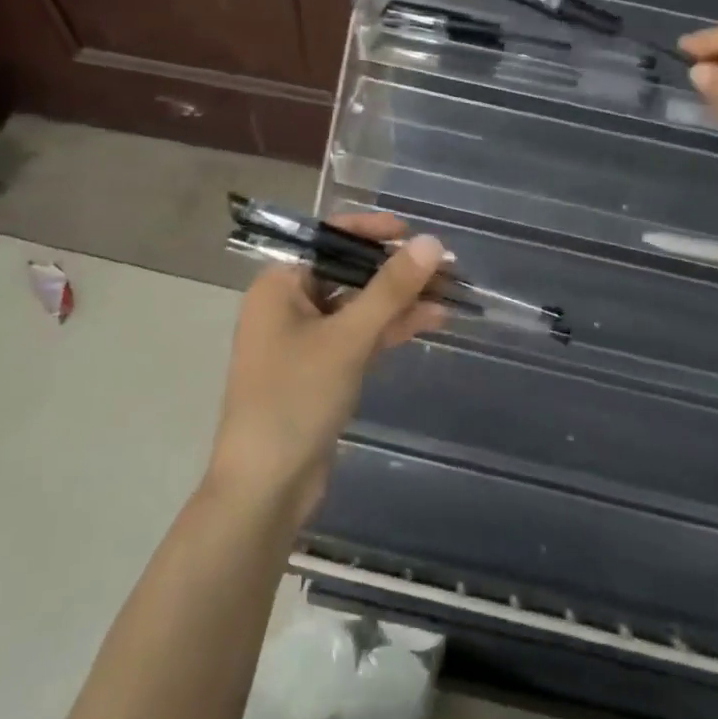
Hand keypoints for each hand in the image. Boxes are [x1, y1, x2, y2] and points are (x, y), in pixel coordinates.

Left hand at [208, 213, 446, 524]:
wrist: (265, 487)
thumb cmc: (296, 399)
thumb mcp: (347, 339)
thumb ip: (390, 289)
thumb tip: (432, 243)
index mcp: (280, 285)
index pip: (329, 239)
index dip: (373, 231)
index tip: (416, 234)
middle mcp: (290, 304)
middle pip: (350, 272)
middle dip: (397, 270)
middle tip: (447, 268)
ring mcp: (307, 339)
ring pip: (361, 306)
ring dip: (402, 299)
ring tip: (452, 293)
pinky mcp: (323, 369)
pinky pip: (361, 335)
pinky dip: (392, 327)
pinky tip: (433, 319)